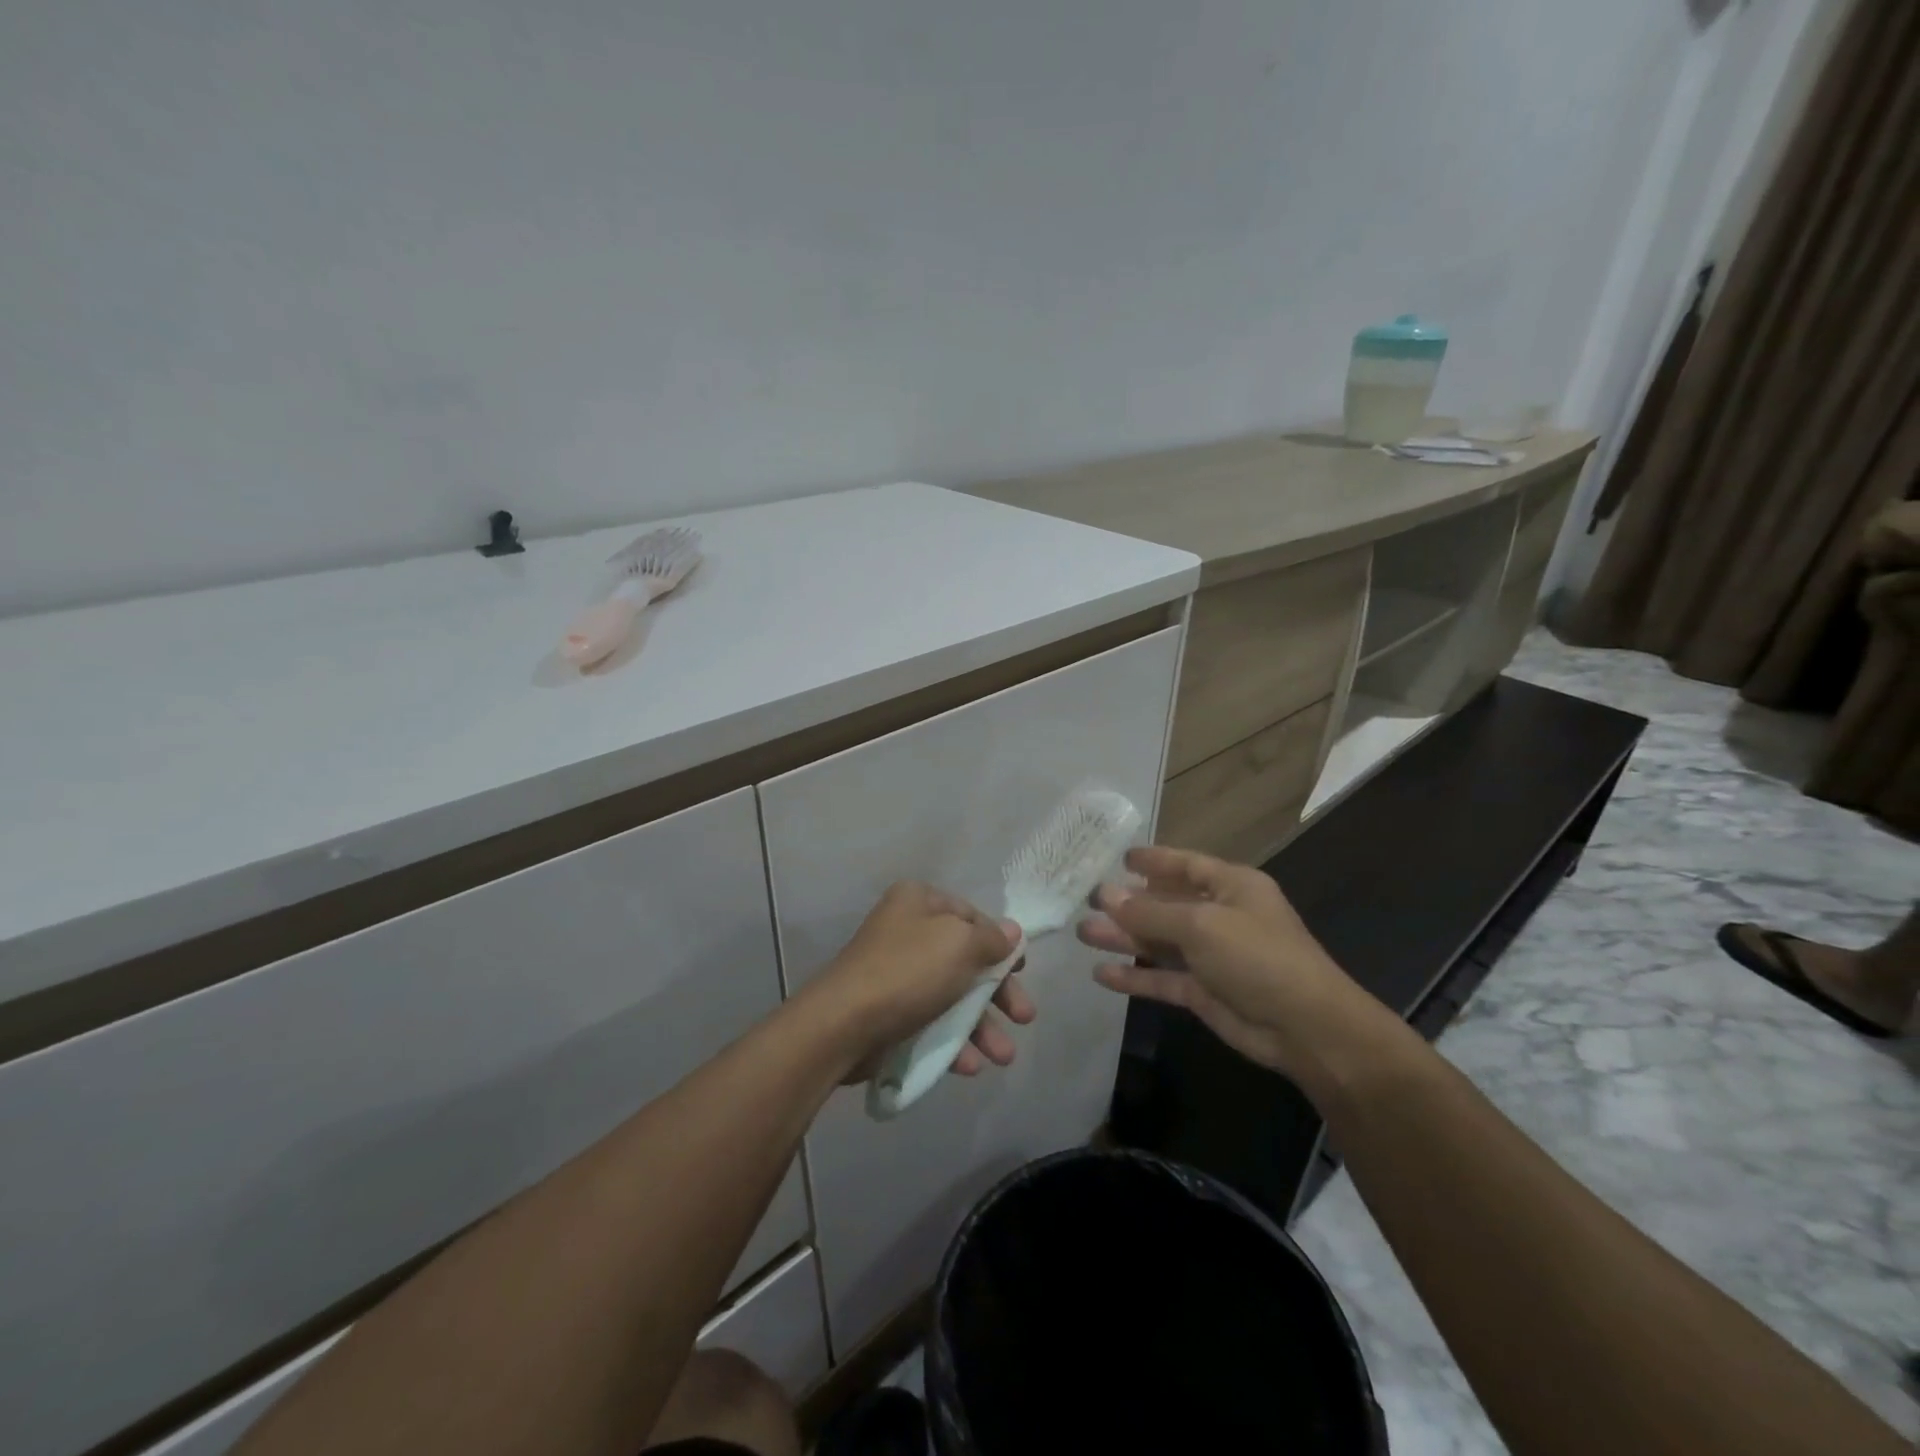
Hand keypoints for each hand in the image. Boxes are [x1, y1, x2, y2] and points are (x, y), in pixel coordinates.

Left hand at [807, 882, 1035, 1081]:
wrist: (843, 1024)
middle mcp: (907, 931)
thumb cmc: (908, 971)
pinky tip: (969, 1066)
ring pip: (952, 997)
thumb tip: (1011, 932)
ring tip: (1003, 1057)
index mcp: (919, 902)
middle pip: (966, 960)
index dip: (1000, 943)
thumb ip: (992, 939)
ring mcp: (896, 974)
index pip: (971, 916)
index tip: (1022, 970)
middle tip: (1024, 1017)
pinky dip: (952, 1043)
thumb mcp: (960, 944)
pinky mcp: (889, 1013)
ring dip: (982, 1027)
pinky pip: (930, 1023)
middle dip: (998, 993)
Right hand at [1079, 845, 1393, 1091]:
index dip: (1153, 860)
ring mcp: (1212, 956)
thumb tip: (1105, 894)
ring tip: (1083, 934)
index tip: (1117, 858)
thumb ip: (1150, 912)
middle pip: (1166, 903)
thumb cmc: (1258, 957)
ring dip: (1124, 939)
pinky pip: (1162, 978)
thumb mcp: (1202, 925)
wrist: (1306, 1029)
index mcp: (1231, 886)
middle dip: (1127, 903)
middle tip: (1085, 900)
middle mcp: (1221, 916)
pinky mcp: (1204, 992)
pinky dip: (1135, 977)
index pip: (1185, 864)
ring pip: (1159, 942)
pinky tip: (1102, 974)